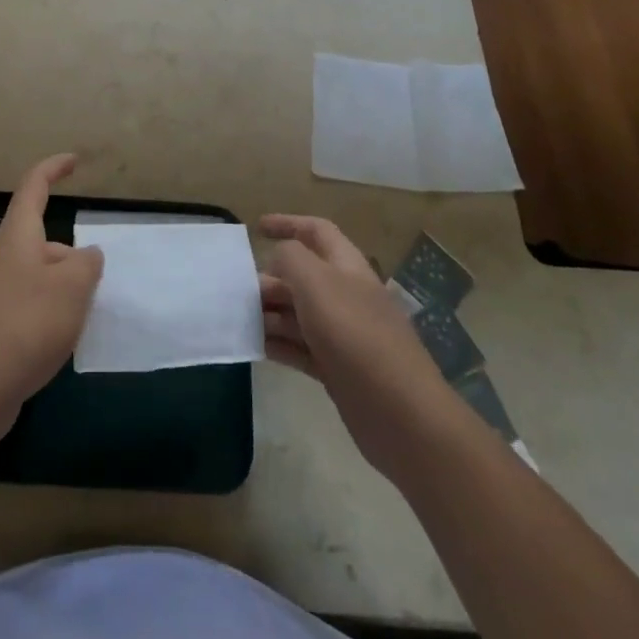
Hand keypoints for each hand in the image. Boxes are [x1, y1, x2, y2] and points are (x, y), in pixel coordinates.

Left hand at [0, 155, 103, 431]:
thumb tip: (85, 256)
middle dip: (71, 258)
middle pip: (41, 241)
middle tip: (94, 289)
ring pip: (36, 277)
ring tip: (79, 322)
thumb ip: (87, 263)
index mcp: (16, 238)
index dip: (54, 169)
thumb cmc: (26, 327)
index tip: (74, 160)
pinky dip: (46, 315)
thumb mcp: (73, 288)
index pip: (33, 187)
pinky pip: (25, 305)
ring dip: (60, 290)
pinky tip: (54, 345)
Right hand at [260, 215, 450, 477]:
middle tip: (236, 290)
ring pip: (298, 314)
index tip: (257, 228)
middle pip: (302, 276)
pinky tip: (254, 347)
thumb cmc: (356, 336)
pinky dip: (278, 344)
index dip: (288, 223)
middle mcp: (346, 295)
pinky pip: (300, 348)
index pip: (317, 232)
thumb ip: (291, 260)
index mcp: (347, 267)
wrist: (402, 414)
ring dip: (269, 313)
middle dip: (269, 278)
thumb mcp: (317, 284)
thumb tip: (278, 258)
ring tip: (238, 319)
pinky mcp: (338, 370)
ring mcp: (343, 335)